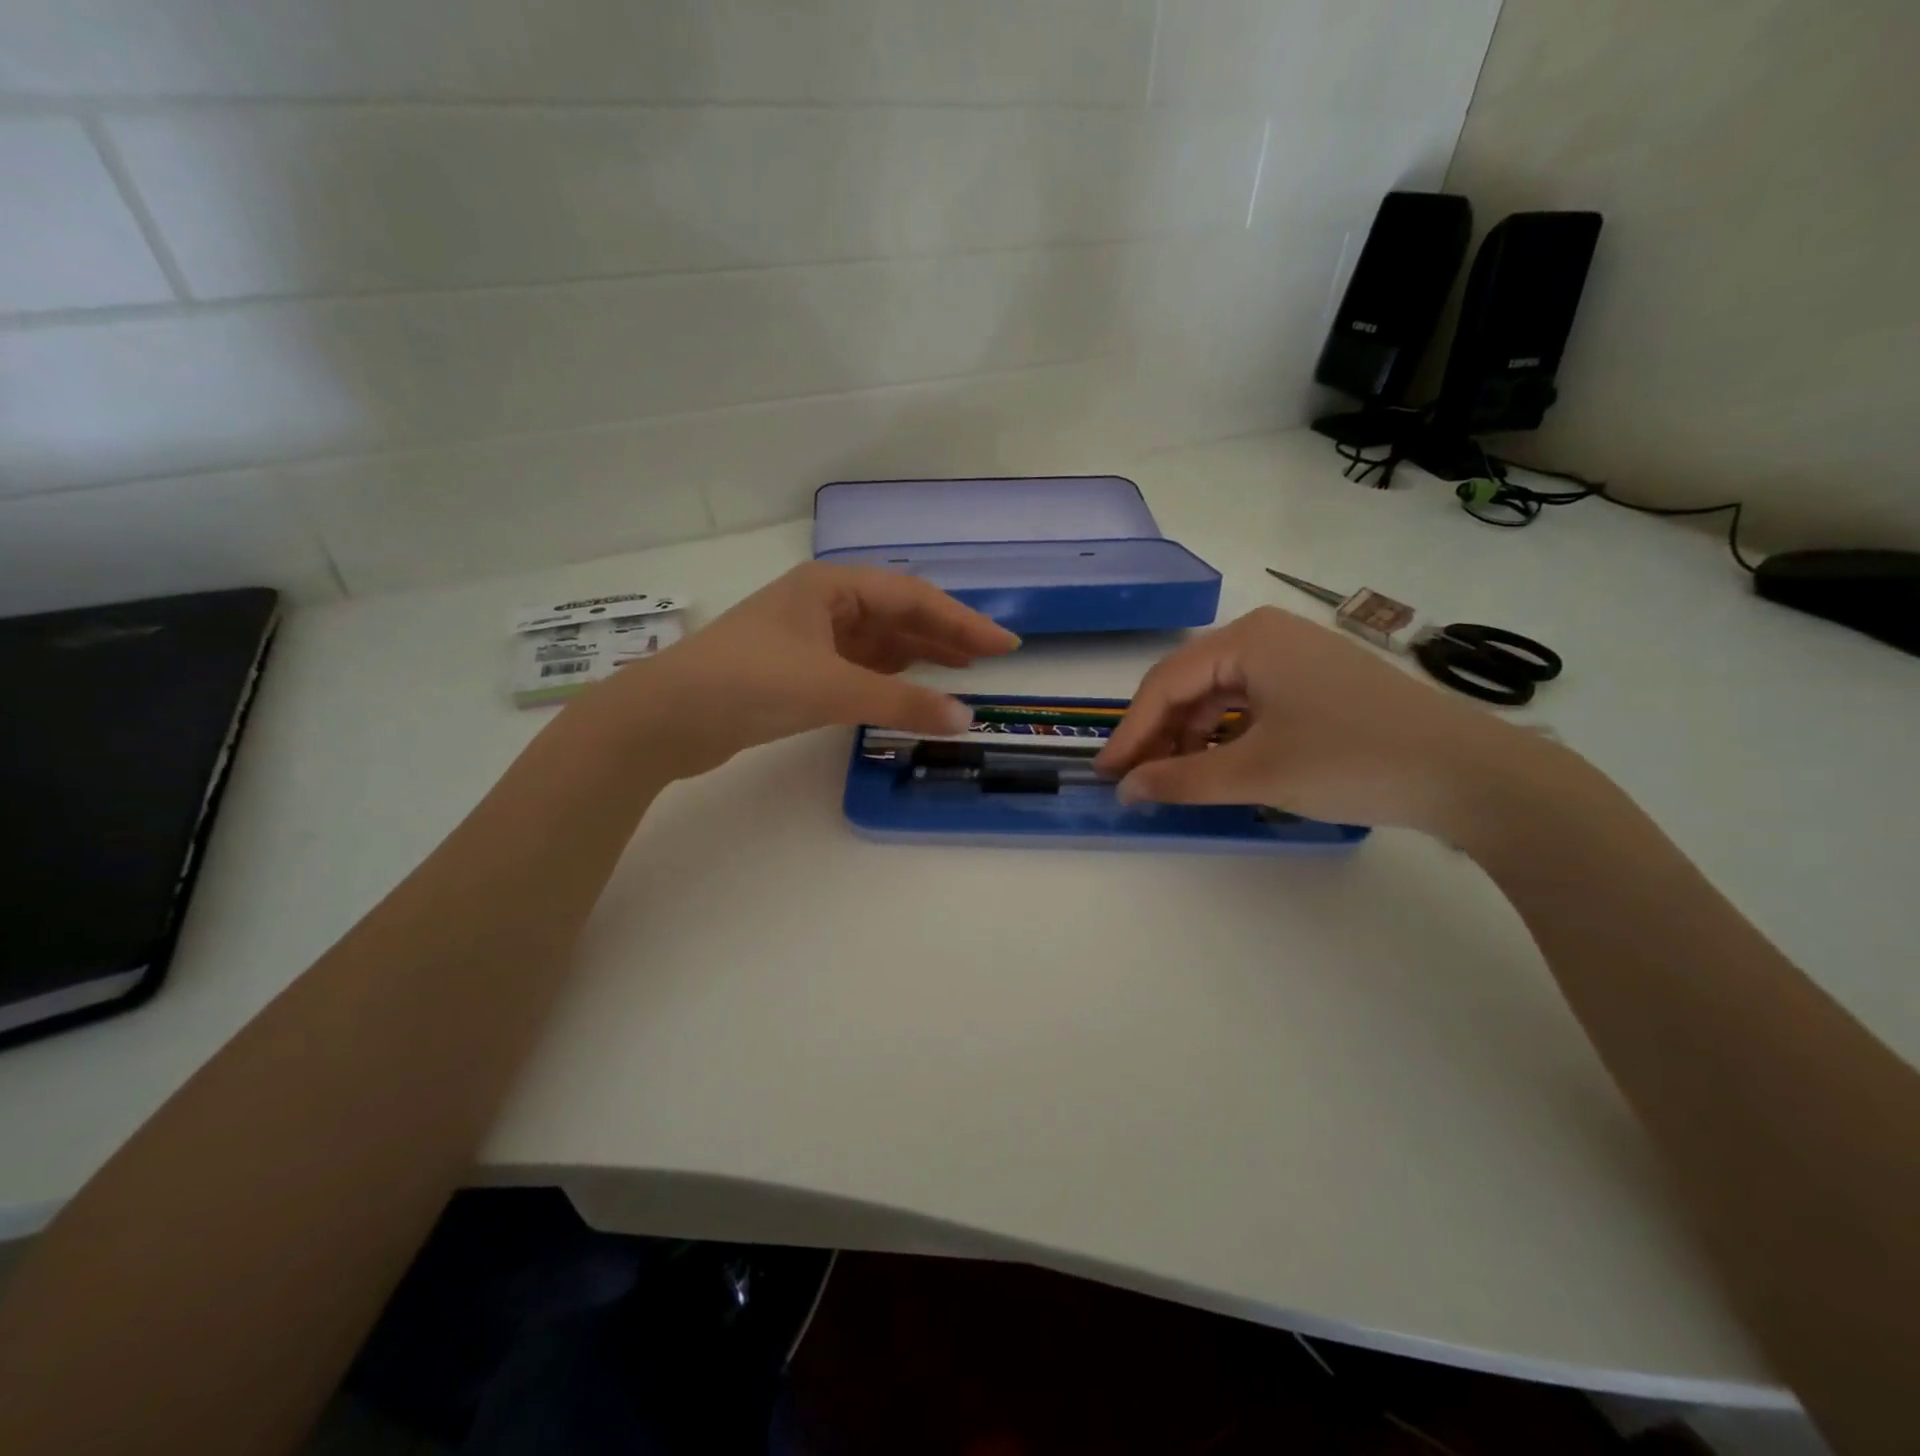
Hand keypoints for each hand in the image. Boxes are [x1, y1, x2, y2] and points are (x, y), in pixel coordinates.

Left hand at [597, 563, 1019, 778]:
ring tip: (962, 673)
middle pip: (898, 615)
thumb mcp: (833, 689)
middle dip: (945, 635)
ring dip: (919, 656)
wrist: (667, 717)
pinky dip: (889, 678)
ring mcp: (809, 636)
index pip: (912, 598)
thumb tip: (967, 718)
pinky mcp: (798, 670)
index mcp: (831, 585)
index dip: (963, 621)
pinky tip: (911, 688)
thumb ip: (902, 703)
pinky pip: (859, 667)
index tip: (1005, 644)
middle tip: (991, 659)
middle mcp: (823, 603)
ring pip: (878, 642)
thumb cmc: (750, 682)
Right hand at [1095, 606, 1541, 833]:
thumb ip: (1181, 780)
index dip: (1130, 732)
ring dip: (1190, 737)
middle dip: (1159, 734)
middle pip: (1189, 685)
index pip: (1165, 684)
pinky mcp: (1316, 681)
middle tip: (1136, 781)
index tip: (1106, 775)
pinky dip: (1225, 735)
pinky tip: (1218, 765)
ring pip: (1218, 695)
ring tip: (1175, 780)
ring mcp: (1295, 656)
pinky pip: (1250, 703)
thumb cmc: (1351, 760)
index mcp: (1247, 639)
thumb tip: (1127, 790)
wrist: (1470, 773)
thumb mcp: (1256, 773)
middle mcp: (1266, 635)